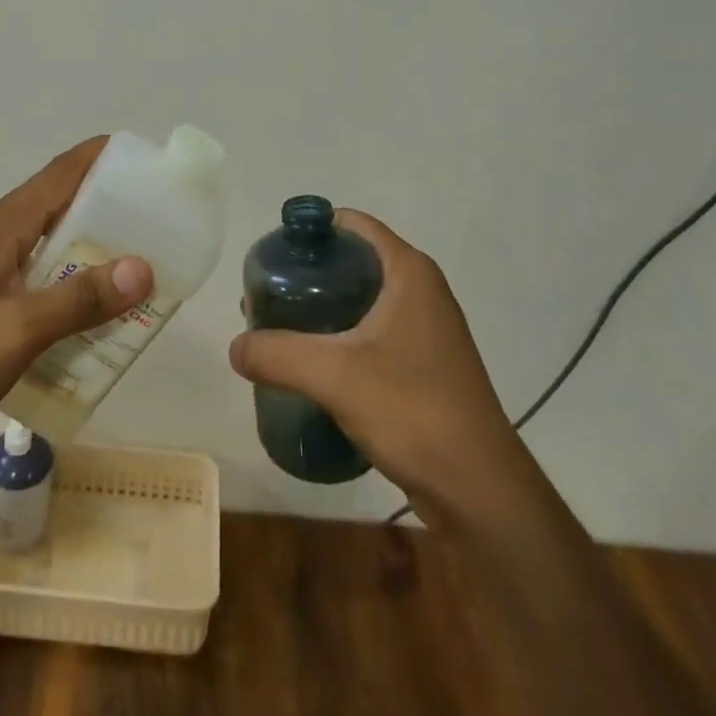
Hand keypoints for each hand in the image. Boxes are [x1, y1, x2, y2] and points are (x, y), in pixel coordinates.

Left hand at [0, 137, 152, 454]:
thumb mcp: (18, 331)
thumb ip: (79, 300)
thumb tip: (143, 268)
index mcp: (4, 224)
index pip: (63, 171)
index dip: (106, 158)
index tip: (150, 165)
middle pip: (63, 201)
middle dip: (112, 206)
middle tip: (161, 223)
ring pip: (54, 238)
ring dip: (95, 246)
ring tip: (141, 264)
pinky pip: (42, 269)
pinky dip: (73, 276)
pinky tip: (95, 306)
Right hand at [228, 210, 518, 501]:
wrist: (479, 490)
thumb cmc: (413, 411)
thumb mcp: (334, 376)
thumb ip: (277, 354)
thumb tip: (235, 347)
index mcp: (409, 272)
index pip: (353, 225)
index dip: (311, 232)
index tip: (272, 255)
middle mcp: (421, 291)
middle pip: (353, 261)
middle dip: (307, 275)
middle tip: (266, 298)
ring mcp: (426, 329)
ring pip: (362, 300)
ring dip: (321, 310)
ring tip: (279, 331)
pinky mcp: (424, 364)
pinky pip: (372, 333)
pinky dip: (340, 338)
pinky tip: (312, 365)